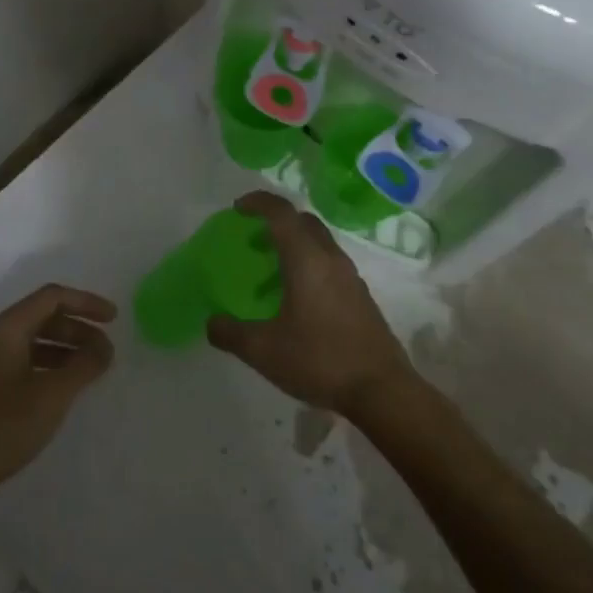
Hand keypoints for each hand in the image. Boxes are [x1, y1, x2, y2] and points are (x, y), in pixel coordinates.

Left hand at [0, 285, 116, 504]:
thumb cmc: (3, 427)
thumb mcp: (53, 395)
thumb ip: (84, 365)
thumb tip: (104, 347)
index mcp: (5, 329)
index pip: (52, 298)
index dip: (86, 303)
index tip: (114, 318)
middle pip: (42, 317)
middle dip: (77, 329)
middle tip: (105, 350)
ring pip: (31, 341)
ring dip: (64, 349)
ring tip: (90, 369)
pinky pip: (21, 361)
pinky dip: (47, 365)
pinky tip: (62, 388)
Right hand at [206, 192, 415, 416]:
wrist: (381, 390)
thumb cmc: (320, 360)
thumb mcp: (264, 350)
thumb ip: (231, 333)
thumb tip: (211, 323)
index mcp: (307, 259)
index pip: (281, 213)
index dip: (258, 202)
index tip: (237, 209)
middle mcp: (331, 258)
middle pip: (303, 221)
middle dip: (276, 221)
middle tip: (253, 240)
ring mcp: (350, 276)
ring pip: (319, 242)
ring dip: (294, 245)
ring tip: (271, 273)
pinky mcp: (360, 295)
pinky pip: (329, 263)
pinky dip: (309, 264)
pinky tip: (297, 300)